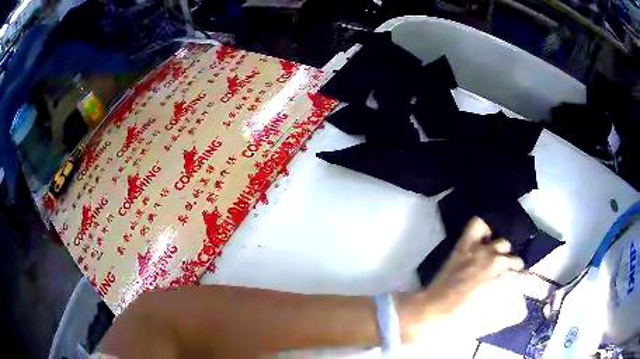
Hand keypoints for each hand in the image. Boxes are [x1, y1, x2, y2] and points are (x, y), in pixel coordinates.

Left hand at [398, 217, 527, 342]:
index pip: (529, 280)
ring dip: (502, 256)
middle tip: (505, 287)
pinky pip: (478, 226)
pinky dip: (484, 231)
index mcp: (506, 281)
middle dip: (514, 275)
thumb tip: (522, 304)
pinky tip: (485, 240)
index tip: (543, 292)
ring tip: (494, 269)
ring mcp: (481, 250)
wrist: (428, 315)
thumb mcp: (490, 324)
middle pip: (516, 262)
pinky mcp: (464, 246)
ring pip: (503, 245)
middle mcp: (498, 260)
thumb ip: (511, 313)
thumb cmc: (460, 324)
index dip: (538, 287)